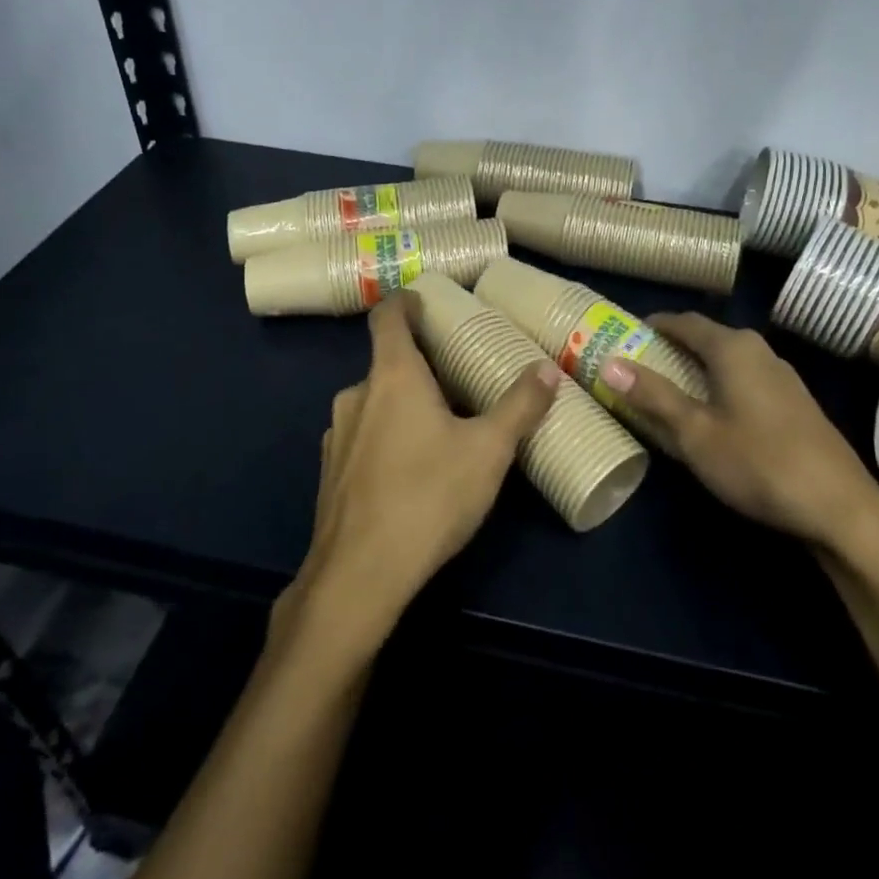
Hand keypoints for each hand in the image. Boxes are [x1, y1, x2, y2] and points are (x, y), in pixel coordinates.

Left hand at [289, 292, 561, 642]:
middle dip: (420, 365)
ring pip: (374, 402)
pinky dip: (385, 436)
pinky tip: (411, 470)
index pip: (388, 316)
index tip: (426, 301)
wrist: (359, 576)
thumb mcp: (489, 450)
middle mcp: (357, 395)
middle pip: (386, 362)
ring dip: (402, 403)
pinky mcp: (330, 473)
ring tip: (440, 425)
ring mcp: (338, 436)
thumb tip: (548, 369)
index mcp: (392, 376)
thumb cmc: (428, 496)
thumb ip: (520, 406)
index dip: (405, 301)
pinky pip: (362, 437)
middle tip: (458, 377)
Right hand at [601, 313, 878, 562]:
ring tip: (668, 387)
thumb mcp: (695, 432)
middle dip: (672, 347)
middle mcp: (760, 351)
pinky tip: (712, 412)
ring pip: (728, 360)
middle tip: (639, 363)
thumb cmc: (758, 463)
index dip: (653, 325)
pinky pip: (745, 378)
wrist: (840, 507)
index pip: (685, 321)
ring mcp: (783, 377)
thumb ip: (653, 396)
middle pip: (708, 337)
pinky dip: (719, 384)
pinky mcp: (795, 403)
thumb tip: (609, 363)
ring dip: (697, 367)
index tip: (625, 334)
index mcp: (734, 348)